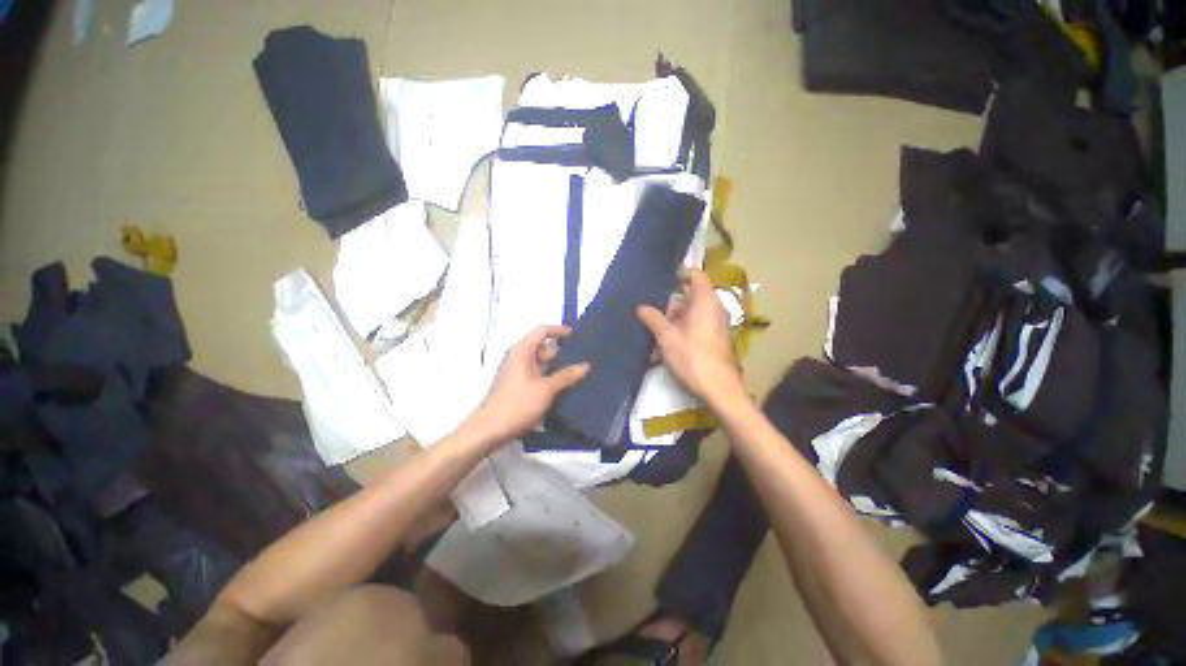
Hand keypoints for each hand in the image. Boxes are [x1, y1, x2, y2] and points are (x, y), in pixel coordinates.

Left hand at [470, 325, 589, 443]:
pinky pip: (537, 373)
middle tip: (583, 355)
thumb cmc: (518, 404)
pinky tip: (565, 384)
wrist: (490, 429)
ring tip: (578, 370)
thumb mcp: (546, 389)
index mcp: (522, 351)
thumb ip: (566, 376)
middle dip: (562, 350)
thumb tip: (586, 365)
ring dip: (557, 365)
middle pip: (542, 347)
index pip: (542, 331)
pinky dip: (550, 375)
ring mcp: (517, 371)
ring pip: (540, 362)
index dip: (559, 330)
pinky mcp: (518, 385)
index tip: (576, 334)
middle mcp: (518, 357)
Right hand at [637, 269, 743, 403]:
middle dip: (670, 304)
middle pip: (691, 297)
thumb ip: (653, 319)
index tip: (663, 279)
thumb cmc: (692, 357)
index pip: (696, 276)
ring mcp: (716, 326)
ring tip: (654, 333)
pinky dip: (681, 332)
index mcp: (705, 302)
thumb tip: (641, 307)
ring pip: (691, 315)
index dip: (680, 273)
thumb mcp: (666, 337)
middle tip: (652, 312)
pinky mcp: (715, 340)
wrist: (718, 389)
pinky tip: (665, 348)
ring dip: (673, 321)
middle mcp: (714, 309)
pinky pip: (696, 328)